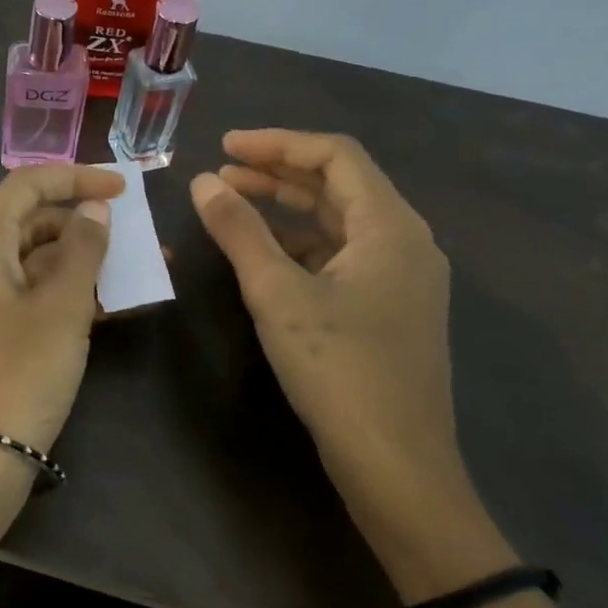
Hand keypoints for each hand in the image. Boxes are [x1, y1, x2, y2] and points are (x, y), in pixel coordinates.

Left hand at [0, 163, 122, 454]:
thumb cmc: (19, 374)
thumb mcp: (62, 308)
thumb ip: (83, 250)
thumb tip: (94, 210)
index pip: (27, 185)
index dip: (76, 178)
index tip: (123, 189)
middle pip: (28, 222)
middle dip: (83, 226)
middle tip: (133, 241)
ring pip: (30, 262)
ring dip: (78, 264)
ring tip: (132, 275)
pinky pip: (22, 294)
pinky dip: (60, 294)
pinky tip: (104, 306)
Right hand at [190, 130, 509, 599]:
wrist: (396, 464)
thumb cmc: (338, 370)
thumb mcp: (277, 294)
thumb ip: (239, 231)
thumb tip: (202, 182)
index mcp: (391, 226)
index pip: (335, 156)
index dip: (277, 143)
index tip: (224, 146)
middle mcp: (405, 241)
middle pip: (339, 185)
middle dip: (277, 173)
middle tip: (219, 173)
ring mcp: (401, 277)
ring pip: (338, 221)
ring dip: (286, 207)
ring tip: (231, 202)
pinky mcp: (389, 307)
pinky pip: (341, 254)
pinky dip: (300, 243)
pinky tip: (263, 252)